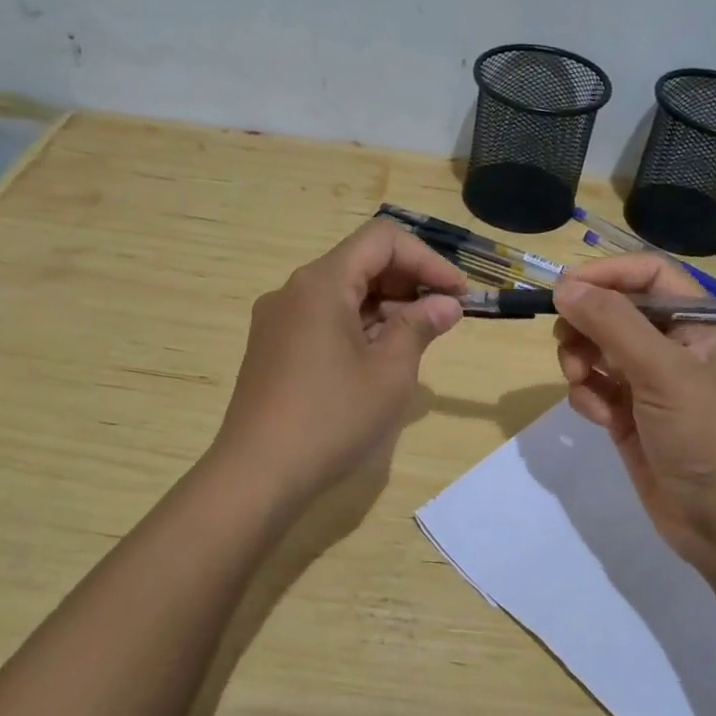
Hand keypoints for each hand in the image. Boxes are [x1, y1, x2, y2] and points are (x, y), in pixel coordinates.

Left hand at [212, 219, 466, 511]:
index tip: (458, 293)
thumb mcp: (390, 372)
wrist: (257, 475)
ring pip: (343, 292)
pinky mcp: (273, 348)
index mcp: (321, 283)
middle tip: (445, 316)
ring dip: (387, 306)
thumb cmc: (331, 418)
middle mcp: (294, 290)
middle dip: (409, 282)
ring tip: (420, 339)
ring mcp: (278, 320)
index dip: (427, 259)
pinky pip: (324, 318)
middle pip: (360, 262)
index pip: (382, 239)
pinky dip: (359, 325)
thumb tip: (446, 304)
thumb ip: (420, 327)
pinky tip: (381, 357)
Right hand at [552, 255, 715, 580]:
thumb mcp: (663, 371)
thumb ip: (612, 324)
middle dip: (587, 324)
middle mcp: (676, 347)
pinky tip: (599, 419)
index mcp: (700, 323)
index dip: (607, 274)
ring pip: (600, 350)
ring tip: (580, 382)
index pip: (650, 275)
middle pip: (617, 311)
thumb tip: (564, 286)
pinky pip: (597, 389)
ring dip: (581, 360)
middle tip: (566, 343)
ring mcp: (652, 384)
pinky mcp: (632, 418)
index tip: (564, 288)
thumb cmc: (707, 435)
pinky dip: (589, 397)